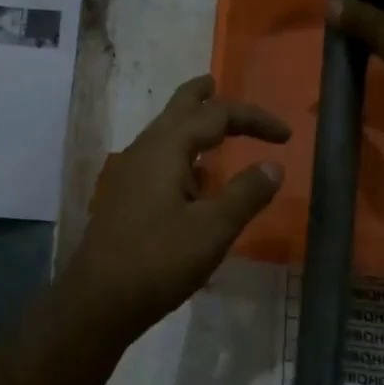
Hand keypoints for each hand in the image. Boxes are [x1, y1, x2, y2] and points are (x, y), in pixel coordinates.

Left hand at [65, 77, 288, 339]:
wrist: (98, 301)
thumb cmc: (158, 261)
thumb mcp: (212, 230)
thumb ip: (245, 194)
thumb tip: (273, 166)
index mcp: (165, 147)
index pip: (216, 115)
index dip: (253, 118)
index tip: (286, 136)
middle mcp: (143, 150)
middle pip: (178, 109)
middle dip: (202, 97)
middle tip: (217, 83)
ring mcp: (128, 173)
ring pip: (164, 134)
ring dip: (191, 126)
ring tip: (214, 132)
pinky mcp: (123, 196)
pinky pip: (157, 159)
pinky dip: (181, 155)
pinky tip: (193, 180)